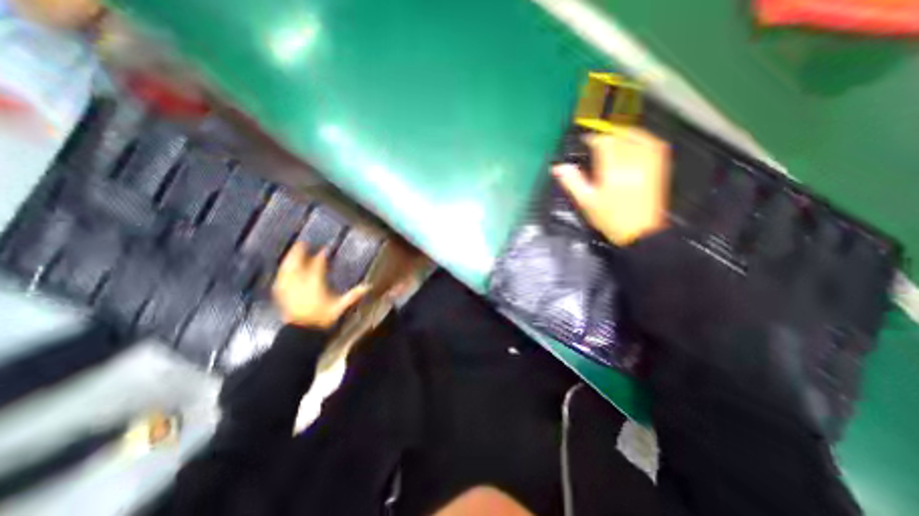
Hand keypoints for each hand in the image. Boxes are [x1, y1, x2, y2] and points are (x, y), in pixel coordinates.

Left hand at [273, 242, 367, 329]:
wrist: (303, 331)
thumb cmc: (323, 318)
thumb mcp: (340, 306)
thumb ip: (353, 295)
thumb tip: (369, 286)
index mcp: (315, 283)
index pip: (318, 265)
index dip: (322, 255)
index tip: (325, 249)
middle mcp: (300, 283)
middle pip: (298, 263)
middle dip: (300, 252)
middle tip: (303, 243)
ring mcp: (289, 288)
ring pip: (287, 269)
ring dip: (289, 259)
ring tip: (293, 252)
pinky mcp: (281, 294)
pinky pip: (280, 278)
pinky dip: (282, 271)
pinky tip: (283, 269)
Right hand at [549, 124, 671, 242]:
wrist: (639, 232)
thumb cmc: (609, 218)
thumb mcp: (586, 202)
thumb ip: (572, 182)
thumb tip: (558, 167)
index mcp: (613, 171)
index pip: (604, 143)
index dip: (593, 138)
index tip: (584, 140)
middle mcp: (633, 162)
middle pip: (619, 137)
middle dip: (606, 134)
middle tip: (595, 139)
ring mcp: (649, 162)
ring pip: (636, 136)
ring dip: (622, 132)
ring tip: (611, 136)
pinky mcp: (659, 166)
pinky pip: (652, 142)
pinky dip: (641, 136)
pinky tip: (632, 139)